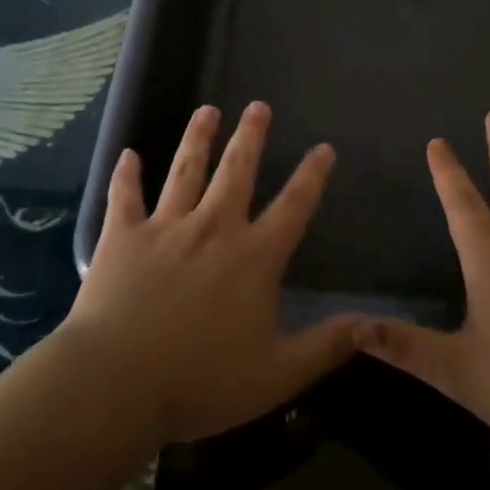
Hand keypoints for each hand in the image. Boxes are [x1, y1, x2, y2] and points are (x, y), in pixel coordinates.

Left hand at [57, 101, 361, 446]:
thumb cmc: (199, 382)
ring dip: (197, 138)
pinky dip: (126, 175)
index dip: (311, 175)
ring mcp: (166, 227)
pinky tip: (128, 154)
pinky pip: (125, 197)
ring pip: (185, 170)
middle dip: (250, 136)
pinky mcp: (122, 236)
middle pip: (237, 170)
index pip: (293, 205)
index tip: (323, 148)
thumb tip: (373, 324)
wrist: (115, 383)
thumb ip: (326, 346)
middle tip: (257, 106)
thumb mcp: (276, 375)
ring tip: (206, 110)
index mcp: (254, 257)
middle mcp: (213, 227)